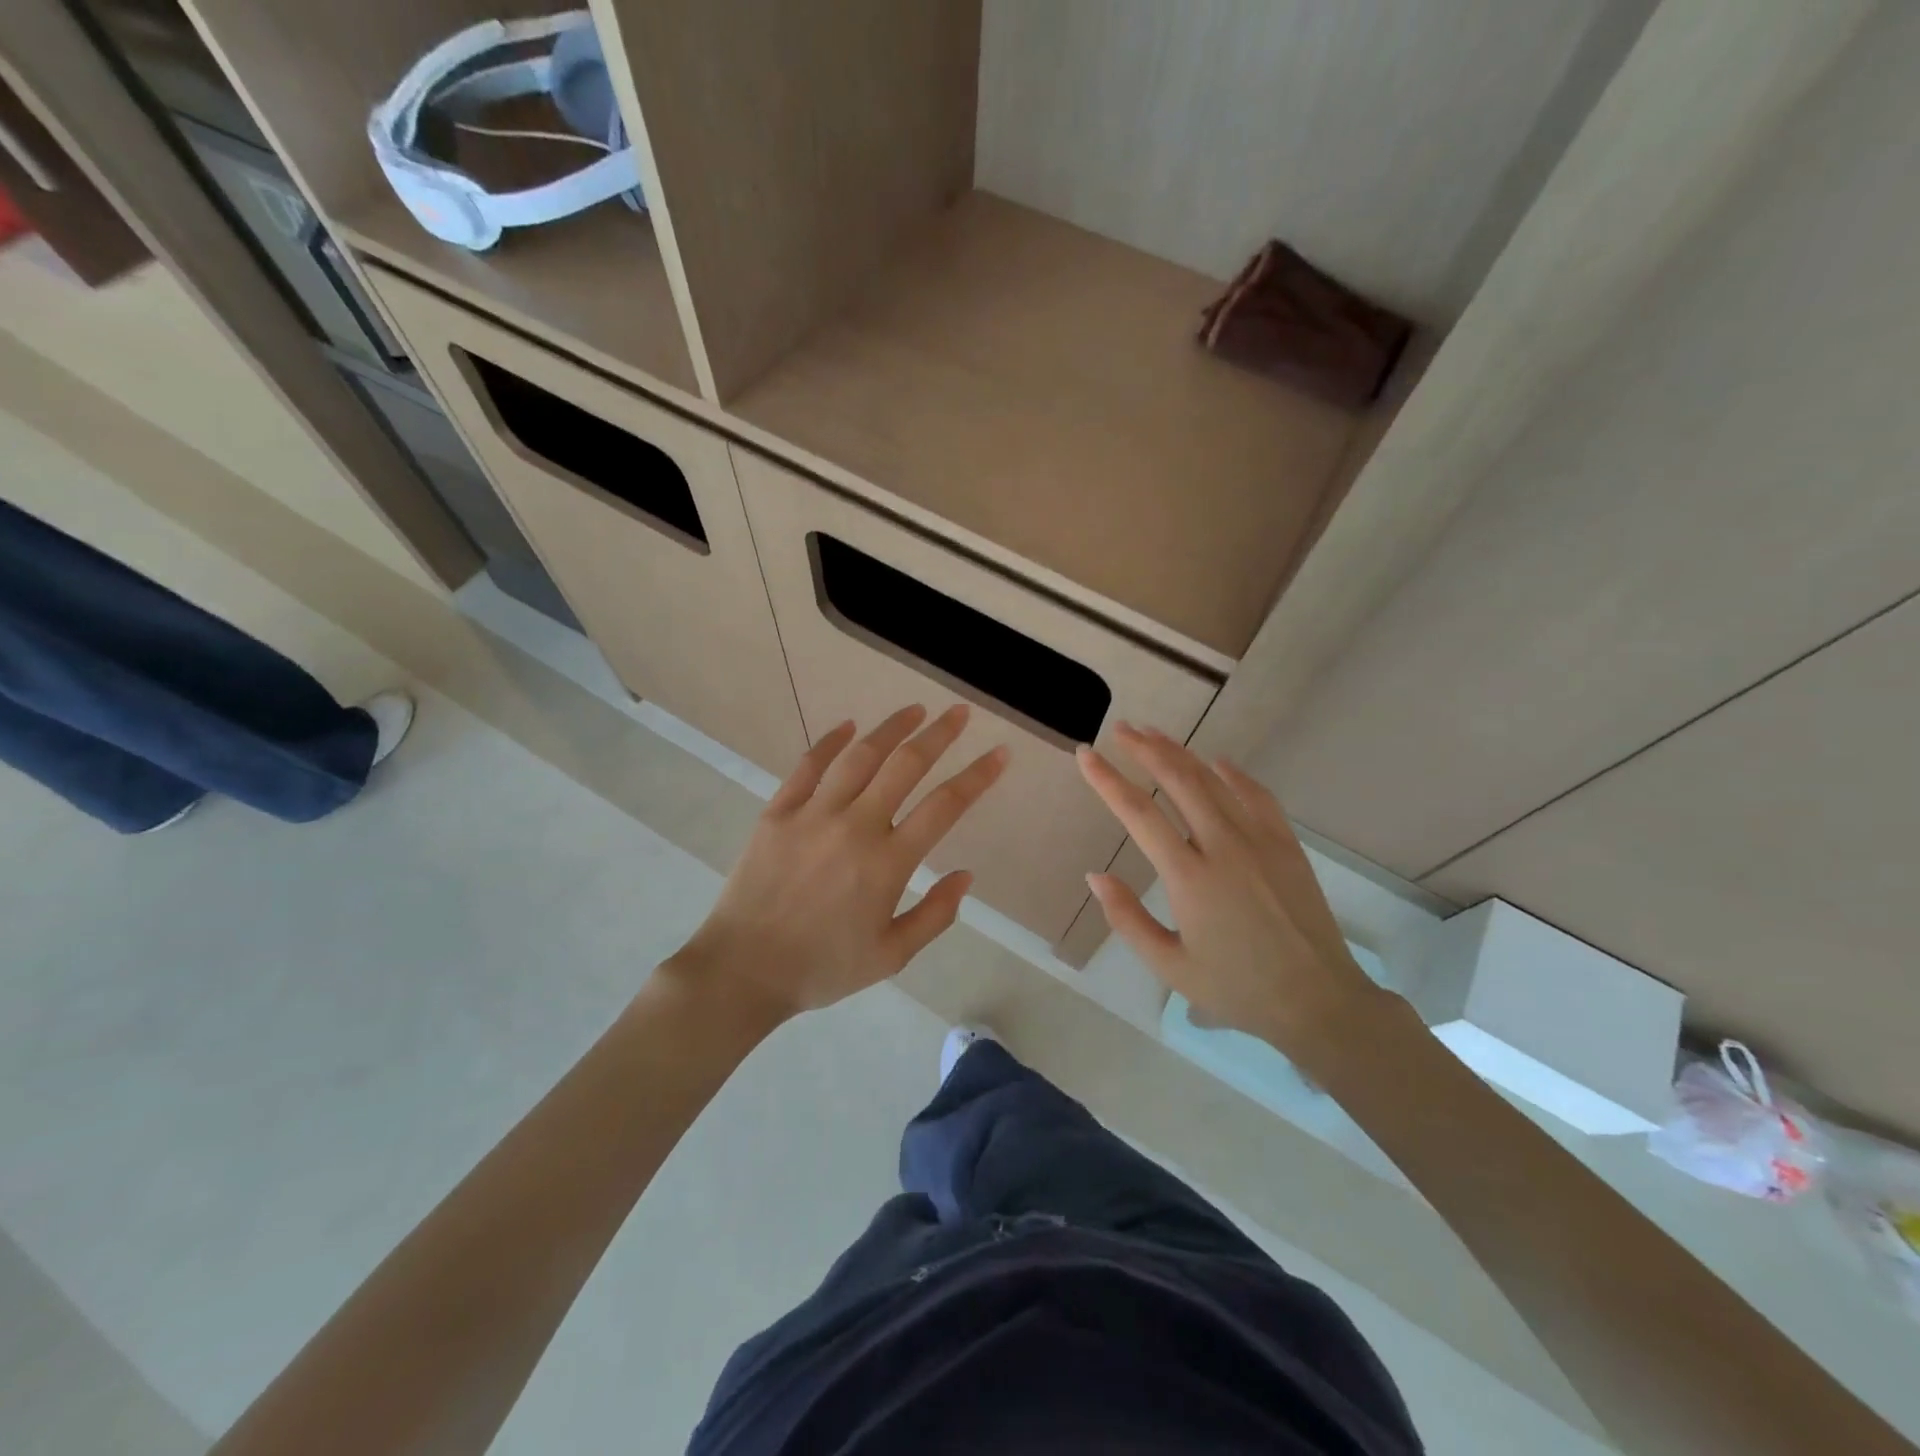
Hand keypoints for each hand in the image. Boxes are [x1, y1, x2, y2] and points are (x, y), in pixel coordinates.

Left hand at [671, 705, 1007, 1022]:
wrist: (743, 970)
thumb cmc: (822, 968)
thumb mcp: (891, 957)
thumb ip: (935, 915)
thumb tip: (965, 875)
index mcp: (888, 863)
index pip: (945, 806)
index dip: (977, 775)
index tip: (999, 753)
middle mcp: (855, 826)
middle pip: (906, 765)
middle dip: (939, 735)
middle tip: (959, 713)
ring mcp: (813, 814)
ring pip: (860, 756)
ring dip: (891, 728)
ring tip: (915, 709)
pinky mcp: (778, 812)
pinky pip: (809, 766)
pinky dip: (831, 741)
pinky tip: (848, 726)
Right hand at [1076, 723, 1383, 1058]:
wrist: (1318, 1000)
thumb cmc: (1237, 988)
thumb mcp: (1170, 966)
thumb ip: (1127, 919)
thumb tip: (1096, 875)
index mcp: (1189, 878)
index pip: (1138, 814)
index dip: (1107, 780)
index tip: (1086, 755)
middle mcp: (1223, 847)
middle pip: (1178, 780)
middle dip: (1145, 749)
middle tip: (1121, 729)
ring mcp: (1260, 840)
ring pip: (1214, 780)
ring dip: (1181, 752)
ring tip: (1154, 734)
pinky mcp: (1287, 844)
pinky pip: (1257, 794)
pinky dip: (1233, 773)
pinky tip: (1217, 762)